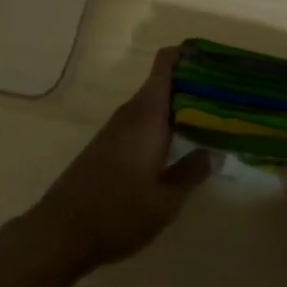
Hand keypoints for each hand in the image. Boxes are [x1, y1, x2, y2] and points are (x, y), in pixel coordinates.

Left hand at [14, 46, 211, 278]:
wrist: (61, 232)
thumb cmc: (118, 213)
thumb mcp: (165, 201)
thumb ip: (192, 172)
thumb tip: (217, 152)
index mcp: (147, 114)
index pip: (165, 63)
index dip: (188, 54)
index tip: (215, 60)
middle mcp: (132, 111)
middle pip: (164, 81)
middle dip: (193, 84)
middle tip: (225, 96)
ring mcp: (118, 127)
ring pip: (154, 103)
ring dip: (179, 106)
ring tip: (211, 118)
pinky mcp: (109, 143)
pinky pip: (142, 120)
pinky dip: (163, 123)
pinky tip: (180, 143)